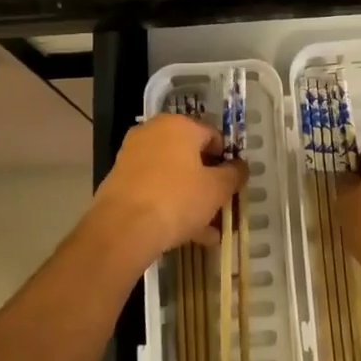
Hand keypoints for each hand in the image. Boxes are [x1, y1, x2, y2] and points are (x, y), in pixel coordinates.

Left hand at [91, 114, 247, 271]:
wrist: (122, 228)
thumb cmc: (177, 199)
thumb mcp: (216, 189)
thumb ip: (234, 175)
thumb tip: (240, 167)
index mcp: (179, 125)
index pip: (213, 136)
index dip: (227, 161)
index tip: (233, 186)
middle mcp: (153, 132)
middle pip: (191, 158)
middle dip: (208, 185)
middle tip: (221, 209)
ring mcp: (133, 155)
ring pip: (172, 176)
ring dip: (192, 200)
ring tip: (208, 232)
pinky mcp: (119, 180)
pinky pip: (154, 189)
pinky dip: (170, 205)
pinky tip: (186, 235)